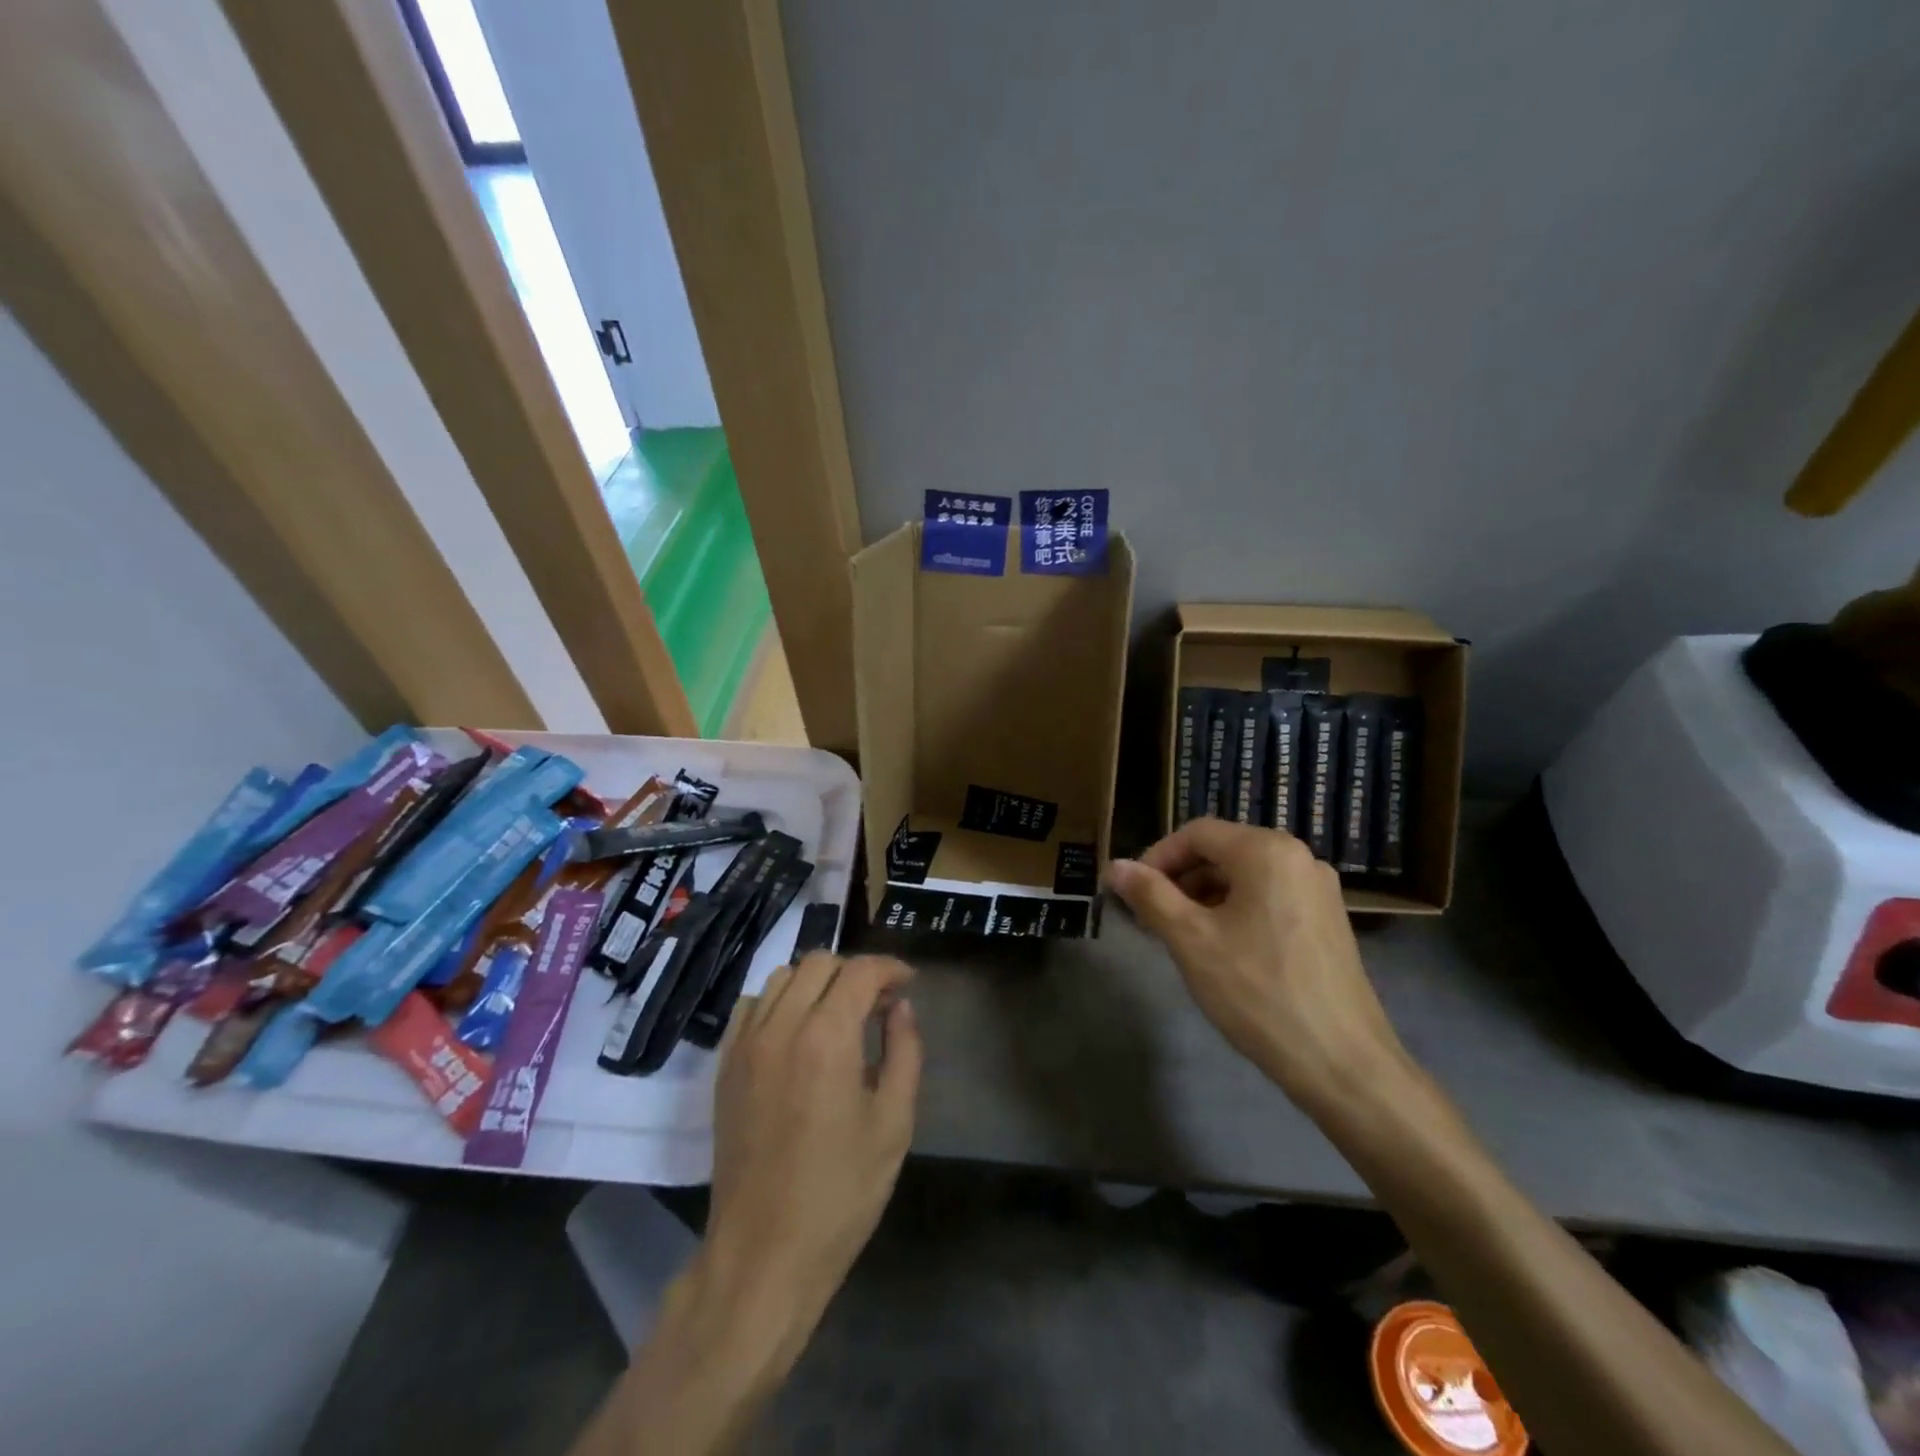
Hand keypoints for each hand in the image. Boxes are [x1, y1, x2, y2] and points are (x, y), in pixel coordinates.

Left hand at [699, 952, 921, 1346]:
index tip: (909, 982)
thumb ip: (905, 1052)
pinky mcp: (725, 1066)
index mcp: (826, 1038)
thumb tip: (901, 1007)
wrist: (763, 1254)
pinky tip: (797, 1031)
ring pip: (782, 977)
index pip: (859, 971)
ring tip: (840, 1013)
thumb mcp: (893, 1124)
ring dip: (817, 981)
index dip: (889, 967)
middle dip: (855, 971)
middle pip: (818, 962)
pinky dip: (779, 1000)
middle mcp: (780, 1026)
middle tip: (879, 1002)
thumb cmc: (840, 1193)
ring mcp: (745, 1044)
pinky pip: (751, 1005)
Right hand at [1105, 818, 1407, 1113]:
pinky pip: (1269, 897)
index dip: (1156, 858)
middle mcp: (1299, 857)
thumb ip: (1150, 896)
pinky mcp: (1327, 921)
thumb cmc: (1259, 993)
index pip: (1196, 833)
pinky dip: (1235, 910)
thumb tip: (1115, 866)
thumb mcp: (1191, 941)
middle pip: (1222, 851)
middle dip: (1179, 879)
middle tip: (1150, 918)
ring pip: (1245, 876)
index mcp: (1267, 851)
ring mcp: (1319, 890)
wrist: (1343, 1064)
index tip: (1132, 893)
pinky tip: (1220, 949)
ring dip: (1204, 896)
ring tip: (1180, 936)